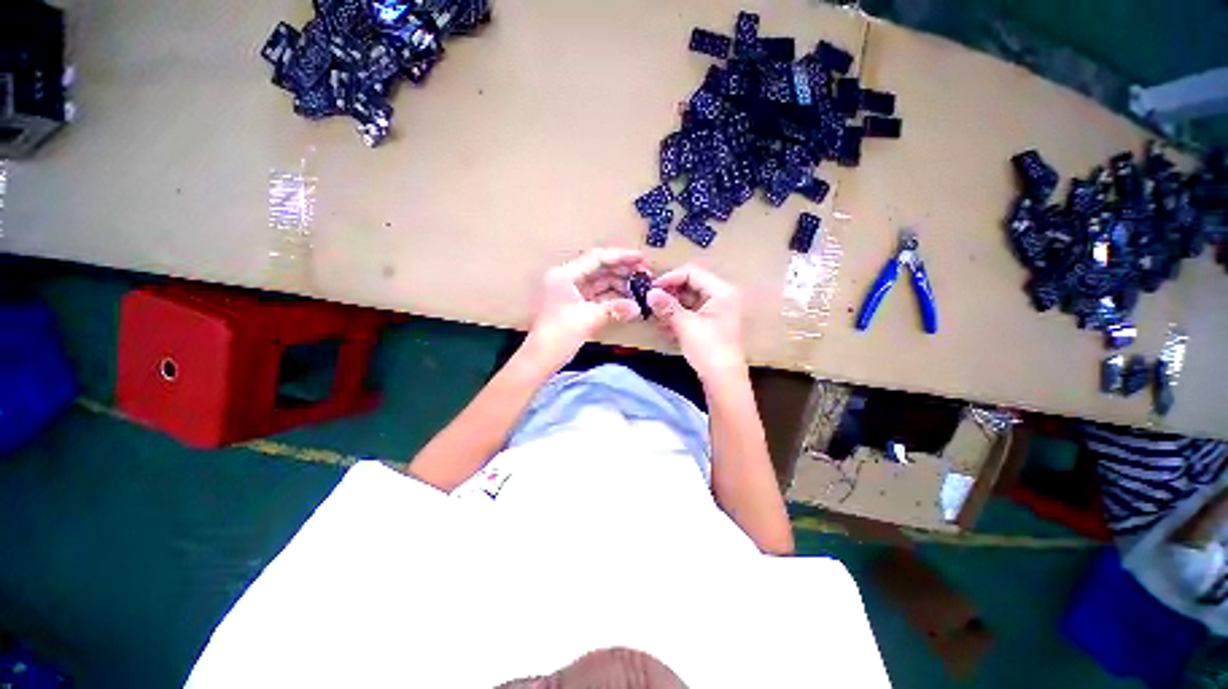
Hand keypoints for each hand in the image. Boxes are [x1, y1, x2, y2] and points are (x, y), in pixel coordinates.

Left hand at [526, 248, 645, 367]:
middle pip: (599, 268)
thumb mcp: (589, 319)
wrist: (541, 358)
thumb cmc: (559, 334)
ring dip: (619, 284)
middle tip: (645, 274)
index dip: (621, 256)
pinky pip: (597, 295)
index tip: (641, 258)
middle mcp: (567, 279)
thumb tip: (638, 308)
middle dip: (622, 270)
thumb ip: (615, 309)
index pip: (597, 258)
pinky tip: (627, 300)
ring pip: (599, 282)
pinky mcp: (575, 305)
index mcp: (565, 275)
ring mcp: (571, 292)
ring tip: (639, 288)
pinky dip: (612, 297)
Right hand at [647, 264, 745, 380]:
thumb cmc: (709, 350)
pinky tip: (665, 327)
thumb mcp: (685, 326)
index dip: (670, 279)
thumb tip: (649, 292)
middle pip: (690, 285)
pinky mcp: (710, 324)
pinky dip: (677, 317)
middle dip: (669, 294)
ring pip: (688, 300)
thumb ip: (667, 307)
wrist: (723, 381)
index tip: (651, 290)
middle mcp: (721, 296)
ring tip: (655, 316)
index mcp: (721, 291)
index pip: (691, 273)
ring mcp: (716, 311)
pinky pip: (690, 313)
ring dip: (671, 307)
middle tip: (650, 303)